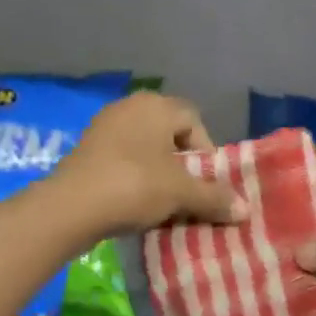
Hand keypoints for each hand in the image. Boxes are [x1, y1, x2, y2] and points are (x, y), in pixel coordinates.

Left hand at [54, 92, 245, 236]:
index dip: (206, 153)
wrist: (69, 207)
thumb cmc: (134, 186)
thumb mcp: (181, 193)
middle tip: (187, 194)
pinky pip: (123, 159)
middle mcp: (130, 107)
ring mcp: (104, 126)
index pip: (194, 121)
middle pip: (170, 134)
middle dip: (182, 165)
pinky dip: (134, 178)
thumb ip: (215, 198)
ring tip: (163, 203)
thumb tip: (245, 209)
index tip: (205, 183)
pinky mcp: (86, 149)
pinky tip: (135, 202)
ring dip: (158, 173)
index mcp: (156, 105)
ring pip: (146, 149)